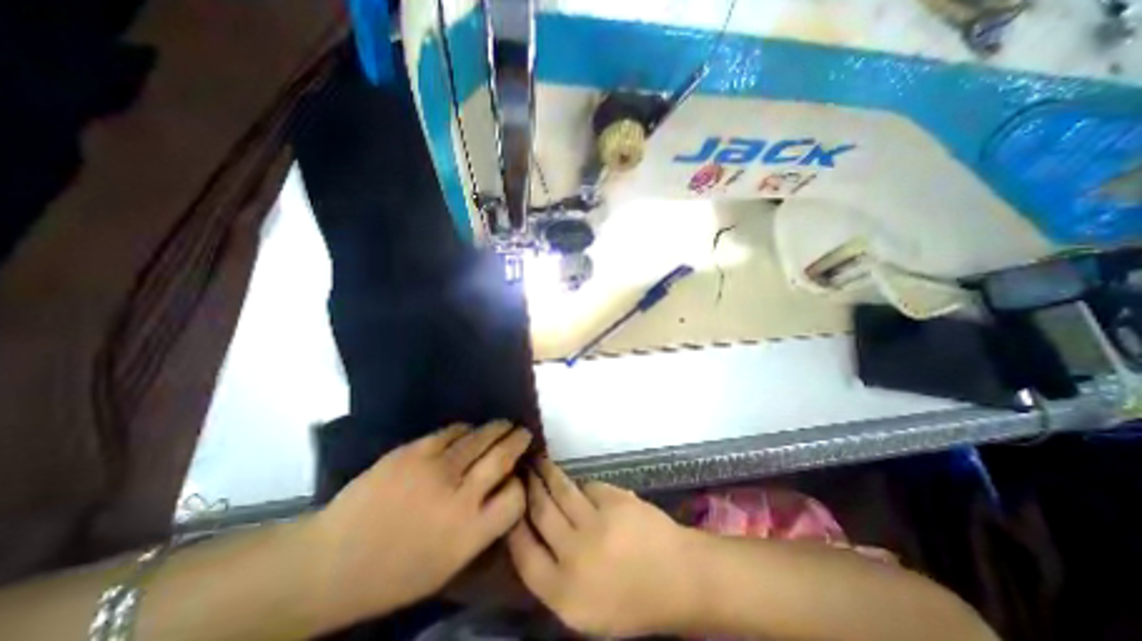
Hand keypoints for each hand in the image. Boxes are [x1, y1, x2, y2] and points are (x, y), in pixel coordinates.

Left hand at [307, 421, 529, 624]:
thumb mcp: (449, 564)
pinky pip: (451, 432)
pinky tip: (468, 430)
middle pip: (502, 457)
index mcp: (469, 532)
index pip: (515, 497)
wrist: (331, 562)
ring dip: (497, 428)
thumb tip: (504, 490)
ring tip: (504, 425)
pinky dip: (465, 429)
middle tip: (524, 432)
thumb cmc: (394, 574)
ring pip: (480, 438)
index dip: (521, 483)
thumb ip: (482, 527)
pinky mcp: (414, 451)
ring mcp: (436, 469)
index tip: (519, 476)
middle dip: (518, 441)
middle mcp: (459, 496)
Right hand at [505, 457, 684, 639]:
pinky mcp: (614, 500)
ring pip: (561, 491)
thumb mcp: (585, 609)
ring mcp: (596, 524)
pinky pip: (587, 486)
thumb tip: (532, 537)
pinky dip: (581, 485)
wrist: (679, 579)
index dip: (514, 524)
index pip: (523, 553)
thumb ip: (554, 578)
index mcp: (564, 594)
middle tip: (521, 471)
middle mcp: (575, 556)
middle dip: (528, 488)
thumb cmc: (631, 602)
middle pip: (540, 512)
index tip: (510, 503)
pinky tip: (578, 483)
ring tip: (538, 461)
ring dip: (547, 473)